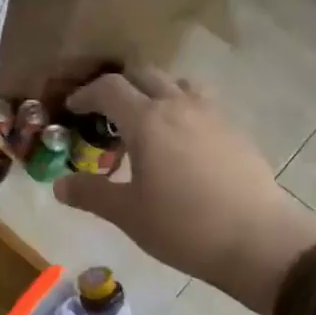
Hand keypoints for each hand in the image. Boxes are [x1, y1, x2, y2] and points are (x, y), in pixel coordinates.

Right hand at [55, 68, 315, 314]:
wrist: (256, 240)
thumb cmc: (181, 226)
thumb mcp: (127, 213)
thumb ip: (90, 193)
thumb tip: (59, 185)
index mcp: (147, 121)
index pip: (110, 89)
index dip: (86, 94)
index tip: (73, 108)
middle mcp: (180, 106)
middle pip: (146, 75)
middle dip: (121, 87)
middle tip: (106, 113)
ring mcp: (214, 115)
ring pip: (180, 84)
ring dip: (157, 93)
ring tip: (148, 123)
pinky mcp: (236, 132)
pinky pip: (204, 105)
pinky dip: (184, 111)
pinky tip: (182, 146)